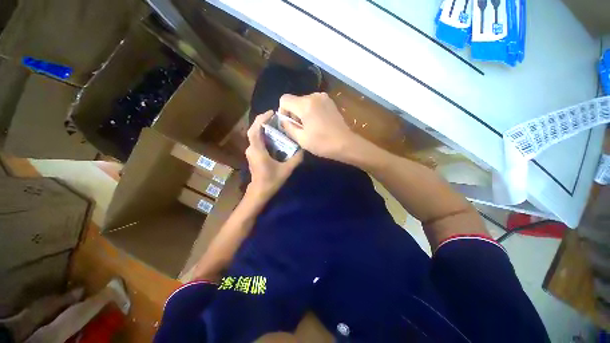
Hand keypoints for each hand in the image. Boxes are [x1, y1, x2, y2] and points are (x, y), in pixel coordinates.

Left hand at [245, 110, 302, 198]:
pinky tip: (273, 137)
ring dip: (263, 128)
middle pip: (254, 130)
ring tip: (276, 125)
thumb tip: (304, 149)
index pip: (255, 130)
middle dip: (263, 121)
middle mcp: (251, 149)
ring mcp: (251, 152)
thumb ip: (296, 159)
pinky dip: (263, 136)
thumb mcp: (286, 169)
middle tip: (275, 117)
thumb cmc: (271, 181)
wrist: (259, 192)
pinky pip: (257, 141)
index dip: (262, 119)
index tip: (272, 112)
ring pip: (255, 135)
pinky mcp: (253, 155)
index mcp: (257, 150)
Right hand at [279, 93, 358, 161]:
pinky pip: (313, 103)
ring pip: (304, 102)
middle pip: (295, 100)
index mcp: (305, 104)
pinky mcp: (330, 102)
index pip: (284, 99)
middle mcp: (314, 96)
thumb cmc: (322, 143)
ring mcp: (323, 97)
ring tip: (310, 127)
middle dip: (294, 113)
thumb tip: (283, 120)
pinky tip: (318, 123)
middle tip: (301, 129)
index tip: (289, 124)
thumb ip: (288, 127)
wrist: (346, 144)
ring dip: (303, 113)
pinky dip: (311, 111)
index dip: (282, 111)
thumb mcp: (301, 139)